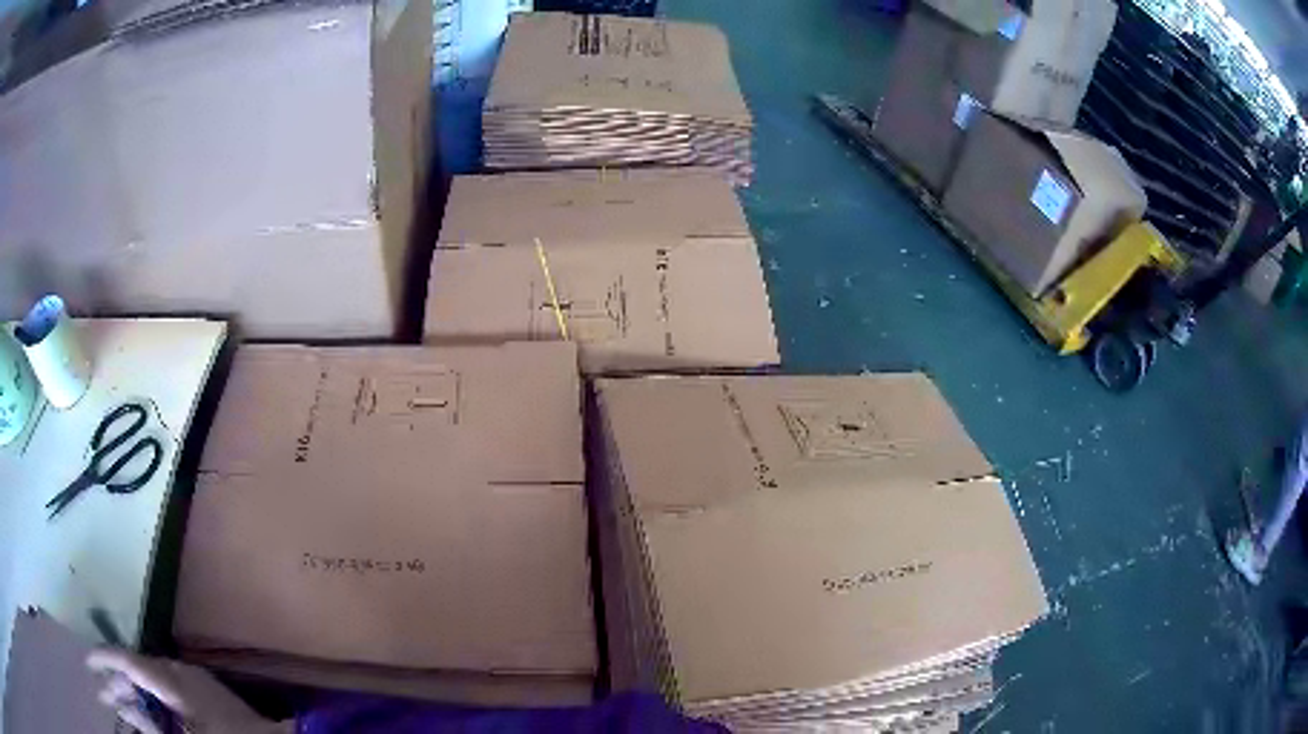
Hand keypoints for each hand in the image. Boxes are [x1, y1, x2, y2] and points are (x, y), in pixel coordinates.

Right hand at [86, 648, 288, 733]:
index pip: (126, 659)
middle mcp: (178, 670)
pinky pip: (168, 685)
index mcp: (171, 680)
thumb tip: (123, 706)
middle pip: (136, 669)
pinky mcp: (204, 687)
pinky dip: (153, 695)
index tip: (87, 663)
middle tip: (103, 697)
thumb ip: (150, 724)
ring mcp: (193, 677)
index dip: (102, 658)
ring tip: (121, 706)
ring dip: (134, 690)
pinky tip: (148, 710)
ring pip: (150, 677)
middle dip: (116, 682)